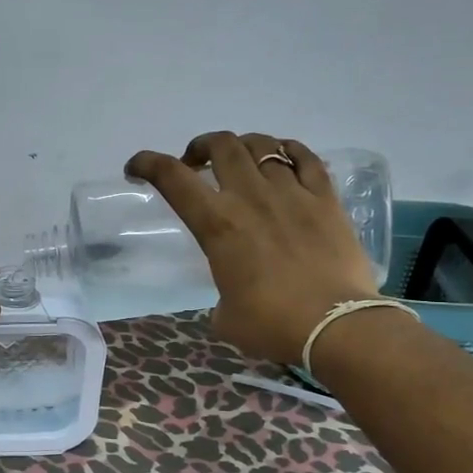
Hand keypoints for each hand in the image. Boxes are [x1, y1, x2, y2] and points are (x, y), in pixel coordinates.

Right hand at [127, 131, 381, 365]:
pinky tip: (284, 157)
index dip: (147, 163)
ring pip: (262, 145)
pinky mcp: (326, 199)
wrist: (337, 326)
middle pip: (221, 145)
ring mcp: (292, 193)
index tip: (136, 167)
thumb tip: (232, 296)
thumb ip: (221, 293)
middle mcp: (250, 197)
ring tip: (241, 161)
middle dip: (200, 147)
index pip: (171, 178)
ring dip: (242, 147)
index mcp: (217, 224)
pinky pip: (306, 157)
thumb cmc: (271, 325)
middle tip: (196, 163)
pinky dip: (288, 150)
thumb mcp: (225, 315)